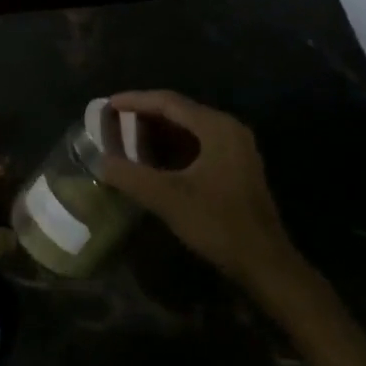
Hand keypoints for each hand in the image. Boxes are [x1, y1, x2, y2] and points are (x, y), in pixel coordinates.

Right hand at [97, 91, 305, 290]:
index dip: (134, 101)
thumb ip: (130, 176)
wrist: (265, 265)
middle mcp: (229, 129)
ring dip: (157, 133)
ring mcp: (235, 149)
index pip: (168, 102)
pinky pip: (197, 145)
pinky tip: (152, 162)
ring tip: (126, 139)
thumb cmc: (218, 224)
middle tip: (113, 122)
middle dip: (144, 116)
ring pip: (188, 130)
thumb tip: (99, 161)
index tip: (107, 104)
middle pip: (179, 112)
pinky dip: (172, 148)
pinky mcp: (236, 168)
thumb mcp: (168, 198)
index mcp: (216, 127)